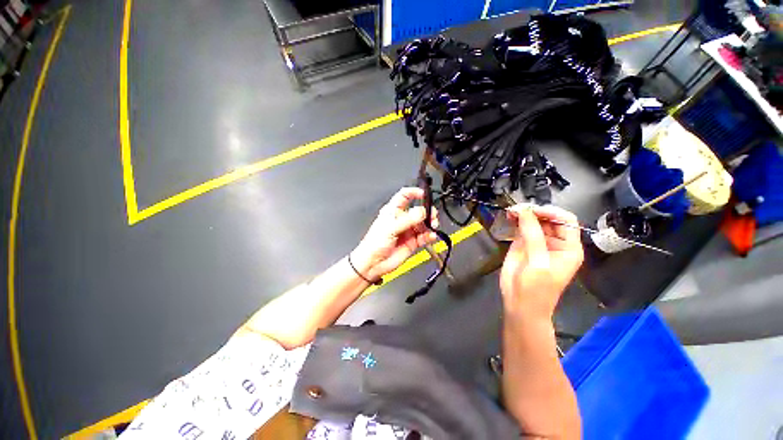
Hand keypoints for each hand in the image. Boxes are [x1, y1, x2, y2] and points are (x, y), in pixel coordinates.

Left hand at [351, 188, 438, 280]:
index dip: (414, 192)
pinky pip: (425, 236)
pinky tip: (431, 235)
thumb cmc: (374, 243)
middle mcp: (402, 219)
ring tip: (432, 226)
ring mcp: (408, 230)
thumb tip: (421, 212)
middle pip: (418, 210)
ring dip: (430, 224)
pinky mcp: (412, 242)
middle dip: (427, 211)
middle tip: (431, 215)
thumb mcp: (390, 228)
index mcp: (393, 211)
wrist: (373, 263)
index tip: (423, 194)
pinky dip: (430, 235)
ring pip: (423, 223)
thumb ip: (407, 220)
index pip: (405, 196)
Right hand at [500, 204, 583, 319]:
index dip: (551, 212)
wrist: (520, 304)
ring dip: (523, 214)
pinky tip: (509, 217)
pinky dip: (515, 221)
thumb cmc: (536, 288)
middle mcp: (554, 242)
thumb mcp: (538, 262)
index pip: (566, 220)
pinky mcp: (523, 245)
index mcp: (568, 247)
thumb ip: (533, 235)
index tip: (532, 210)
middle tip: (517, 209)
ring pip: (533, 222)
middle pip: (548, 219)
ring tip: (511, 211)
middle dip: (534, 212)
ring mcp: (537, 243)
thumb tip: (524, 212)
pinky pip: (521, 228)